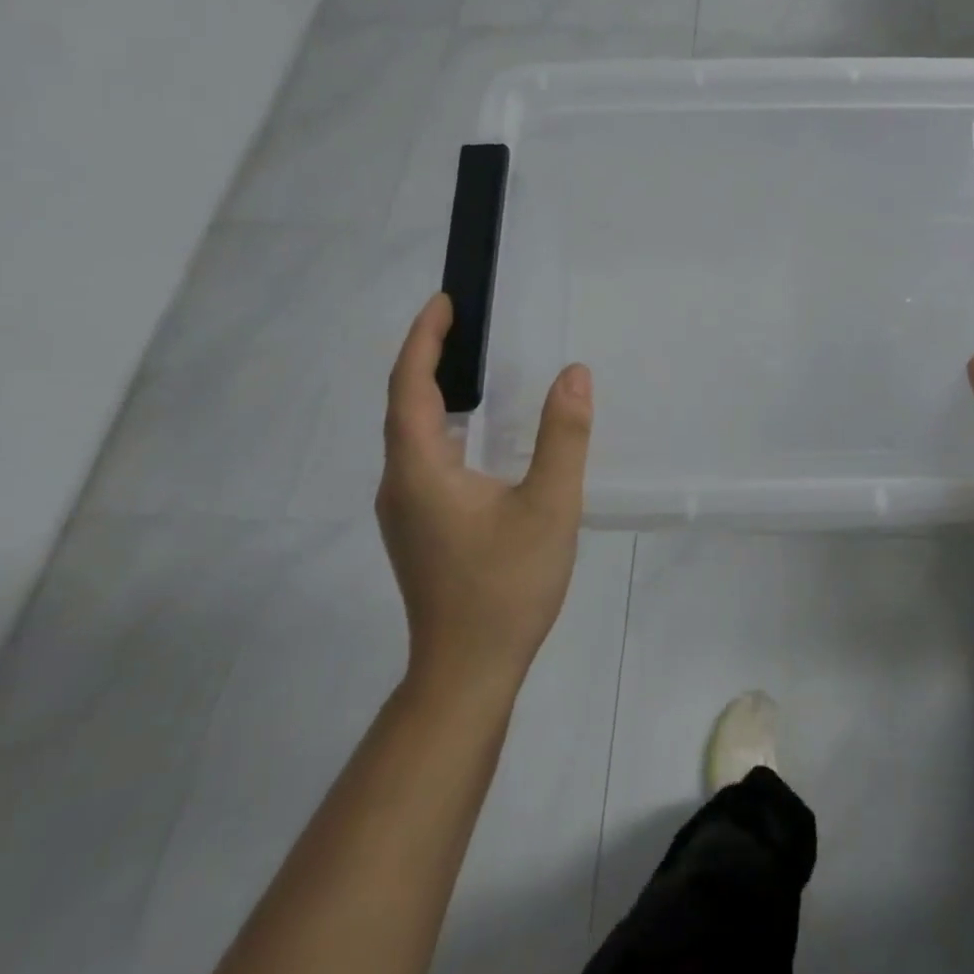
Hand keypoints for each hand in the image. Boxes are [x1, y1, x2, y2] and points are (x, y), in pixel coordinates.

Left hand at [376, 293, 592, 702]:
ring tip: (469, 361)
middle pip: (403, 405)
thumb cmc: (507, 586)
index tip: (444, 301)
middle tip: (462, 321)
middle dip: (427, 356)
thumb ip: (563, 436)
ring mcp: (404, 509)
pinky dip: (441, 422)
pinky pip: (422, 455)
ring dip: (432, 389)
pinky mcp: (418, 526)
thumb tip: (573, 374)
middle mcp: (400, 483)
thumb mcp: (550, 506)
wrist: (468, 671)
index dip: (423, 339)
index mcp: (421, 470)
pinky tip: (475, 428)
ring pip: (410, 432)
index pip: (410, 387)